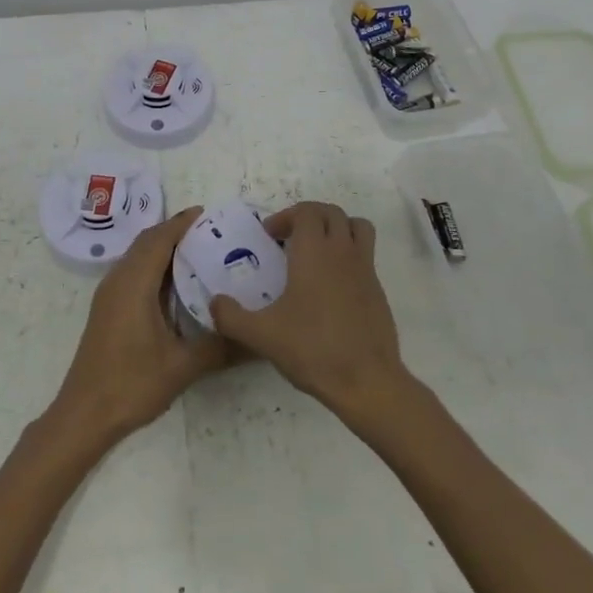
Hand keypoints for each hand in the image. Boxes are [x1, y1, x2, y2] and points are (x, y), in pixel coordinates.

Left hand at [49, 207, 230, 446]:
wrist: (84, 415)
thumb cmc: (131, 384)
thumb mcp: (181, 367)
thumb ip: (219, 347)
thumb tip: (256, 338)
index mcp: (134, 284)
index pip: (159, 239)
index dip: (182, 223)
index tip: (209, 214)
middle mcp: (118, 280)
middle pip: (147, 242)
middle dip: (175, 231)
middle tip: (211, 232)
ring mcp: (109, 295)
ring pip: (138, 256)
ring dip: (163, 248)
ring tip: (199, 251)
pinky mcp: (108, 309)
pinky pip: (133, 272)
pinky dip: (154, 265)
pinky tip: (176, 284)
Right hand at [208, 201, 407, 427]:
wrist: (366, 381)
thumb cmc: (312, 349)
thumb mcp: (261, 335)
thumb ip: (231, 316)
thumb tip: (214, 303)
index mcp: (314, 251)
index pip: (306, 211)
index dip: (286, 216)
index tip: (270, 237)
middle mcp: (342, 251)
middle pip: (331, 212)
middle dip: (309, 217)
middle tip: (289, 239)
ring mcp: (365, 268)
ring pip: (356, 226)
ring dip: (336, 227)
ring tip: (317, 250)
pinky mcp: (378, 289)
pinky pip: (366, 254)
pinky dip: (349, 254)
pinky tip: (332, 286)